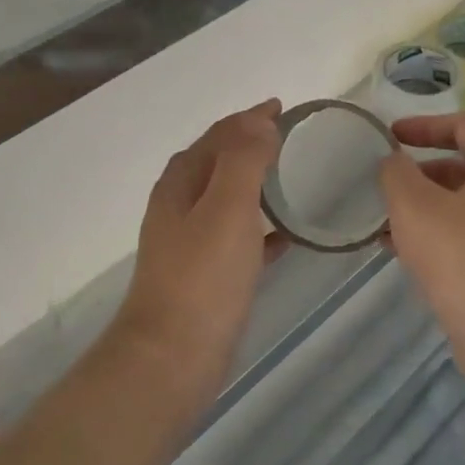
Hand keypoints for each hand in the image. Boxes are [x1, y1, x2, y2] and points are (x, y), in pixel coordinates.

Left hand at [112, 101, 283, 401]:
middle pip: (217, 163)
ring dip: (255, 184)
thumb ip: (243, 160)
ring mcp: (190, 243)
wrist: (172, 356)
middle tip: (291, 139)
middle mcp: (180, 207)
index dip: (248, 119)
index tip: (284, 108)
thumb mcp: (227, 208)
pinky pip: (239, 238)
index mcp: (181, 184)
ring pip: (226, 200)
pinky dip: (261, 228)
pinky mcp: (205, 276)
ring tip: (292, 179)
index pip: (217, 136)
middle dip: (250, 145)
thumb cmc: (202, 278)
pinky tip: (286, 237)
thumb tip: (260, 121)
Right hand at [378, 113, 464, 395]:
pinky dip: (438, 234)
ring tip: (383, 223)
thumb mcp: (415, 208)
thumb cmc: (464, 259)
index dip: (423, 126)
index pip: (464, 126)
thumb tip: (393, 162)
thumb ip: (396, 174)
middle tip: (384, 185)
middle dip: (419, 173)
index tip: (388, 137)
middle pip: (464, 165)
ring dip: (424, 208)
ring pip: (464, 204)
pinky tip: (403, 253)